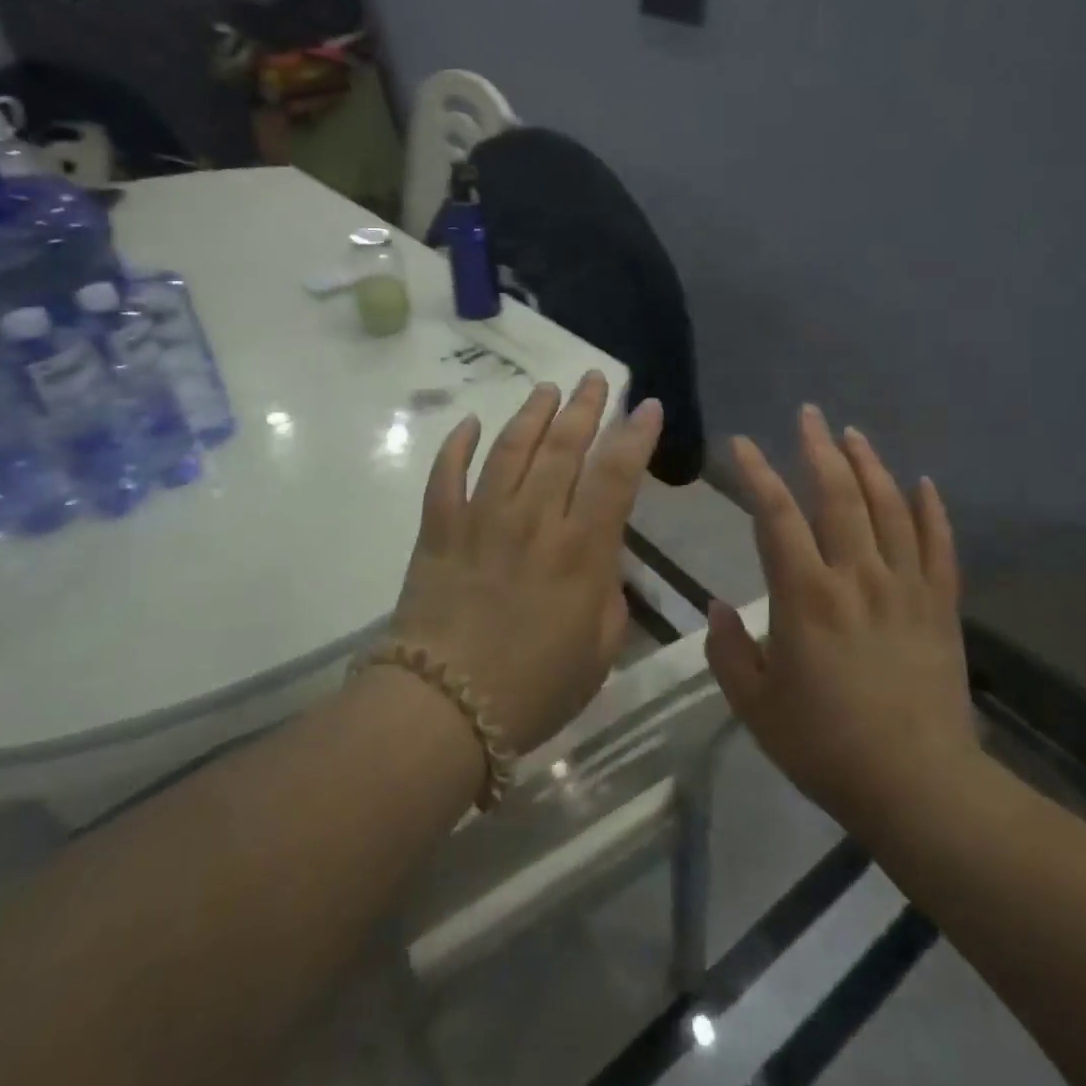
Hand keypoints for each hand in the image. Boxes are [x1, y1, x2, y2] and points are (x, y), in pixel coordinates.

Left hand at [390, 372, 662, 754]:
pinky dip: (457, 445)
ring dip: (531, 414)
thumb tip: (600, 560)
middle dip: (584, 407)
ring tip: (546, 389)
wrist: (444, 707)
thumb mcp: (598, 653)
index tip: (646, 406)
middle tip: (593, 378)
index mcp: (580, 550)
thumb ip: (608, 597)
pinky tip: (469, 423)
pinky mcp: (439, 529)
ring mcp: (481, 518)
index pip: (615, 474)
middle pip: (563, 447)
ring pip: (510, 448)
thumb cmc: (533, 689)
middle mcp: (533, 519)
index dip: (634, 435)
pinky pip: (446, 475)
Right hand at [705, 405, 980, 833]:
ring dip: (870, 465)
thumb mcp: (755, 704)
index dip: (756, 473)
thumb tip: (717, 606)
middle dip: (820, 448)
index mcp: (806, 595)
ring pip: (890, 509)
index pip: (776, 515)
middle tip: (809, 414)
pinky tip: (923, 483)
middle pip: (838, 495)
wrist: (919, 786)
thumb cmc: (825, 745)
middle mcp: (857, 577)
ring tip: (854, 434)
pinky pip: (939, 546)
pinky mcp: (941, 607)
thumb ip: (728, 650)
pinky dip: (931, 510)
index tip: (741, 444)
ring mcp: (906, 588)